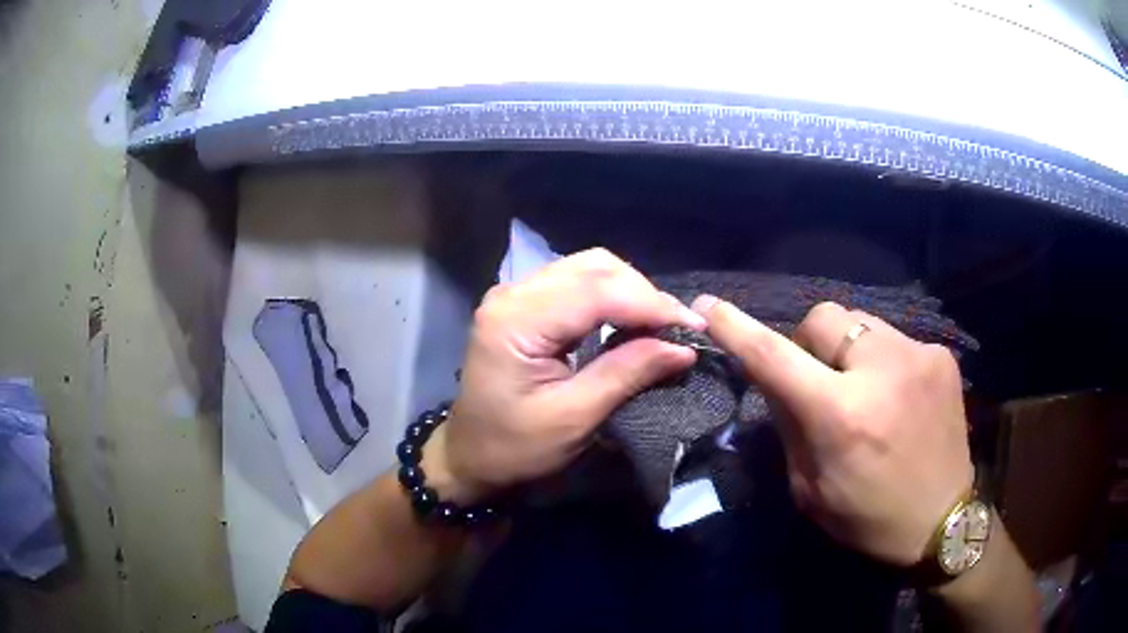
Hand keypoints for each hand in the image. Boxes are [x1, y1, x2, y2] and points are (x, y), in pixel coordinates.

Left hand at [438, 249, 705, 501]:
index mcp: (515, 320)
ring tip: (662, 326)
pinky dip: (613, 297)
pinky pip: (578, 283)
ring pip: (589, 268)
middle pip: (594, 267)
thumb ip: (627, 374)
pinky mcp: (525, 303)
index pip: (596, 291)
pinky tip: (633, 320)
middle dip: (644, 294)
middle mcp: (513, 293)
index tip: (694, 327)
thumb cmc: (514, 446)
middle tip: (679, 329)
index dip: (651, 304)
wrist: (470, 454)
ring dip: (632, 292)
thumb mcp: (574, 418)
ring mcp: (516, 294)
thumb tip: (683, 347)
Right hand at [693, 297, 973, 566]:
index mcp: (841, 417)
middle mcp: (882, 372)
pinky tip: (895, 395)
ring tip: (863, 389)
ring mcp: (918, 356)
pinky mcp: (941, 356)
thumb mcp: (810, 488)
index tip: (708, 306)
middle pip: (823, 317)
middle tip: (818, 380)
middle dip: (809, 343)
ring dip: (848, 350)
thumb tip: (775, 377)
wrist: (941, 521)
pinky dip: (881, 360)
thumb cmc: (867, 518)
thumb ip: (789, 426)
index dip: (737, 327)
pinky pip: (893, 339)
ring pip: (860, 322)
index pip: (775, 357)